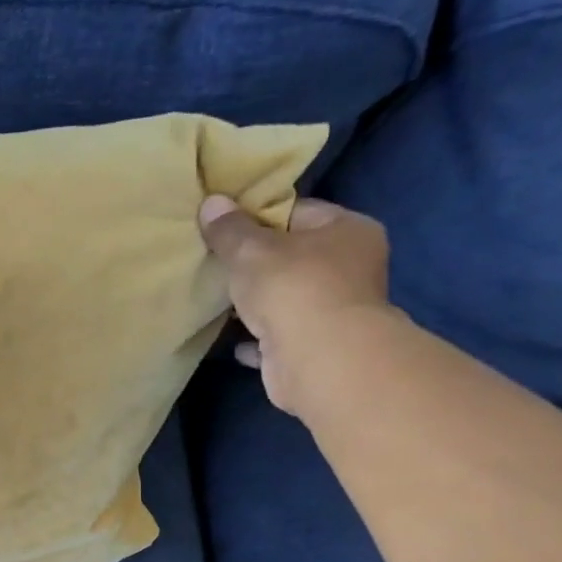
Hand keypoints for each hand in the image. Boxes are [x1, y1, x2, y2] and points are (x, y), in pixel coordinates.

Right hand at [198, 194, 394, 418]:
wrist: (317, 360)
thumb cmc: (293, 288)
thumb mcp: (251, 250)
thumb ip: (229, 230)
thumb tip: (211, 202)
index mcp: (348, 230)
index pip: (298, 212)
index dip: (259, 217)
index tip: (224, 227)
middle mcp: (350, 267)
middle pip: (293, 257)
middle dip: (256, 263)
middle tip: (215, 262)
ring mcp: (334, 310)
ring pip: (286, 298)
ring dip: (255, 302)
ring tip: (217, 298)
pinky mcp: (315, 347)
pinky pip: (277, 335)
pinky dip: (256, 337)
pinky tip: (231, 339)